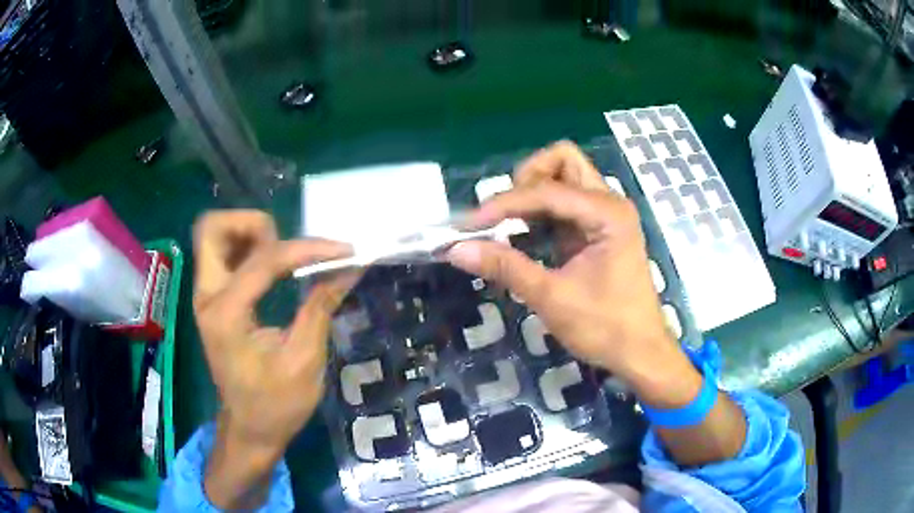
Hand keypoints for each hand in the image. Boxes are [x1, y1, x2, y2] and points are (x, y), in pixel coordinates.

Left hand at [193, 210, 356, 508]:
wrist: (249, 429)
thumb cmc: (276, 404)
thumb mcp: (305, 360)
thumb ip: (321, 306)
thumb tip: (349, 267)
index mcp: (227, 314)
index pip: (265, 260)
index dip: (308, 249)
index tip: (344, 251)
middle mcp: (207, 297)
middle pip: (212, 228)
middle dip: (253, 225)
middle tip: (286, 247)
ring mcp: (205, 297)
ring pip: (214, 236)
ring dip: (249, 234)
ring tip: (283, 257)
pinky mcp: (212, 301)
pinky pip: (222, 255)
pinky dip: (247, 249)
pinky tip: (272, 268)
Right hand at [447, 142, 699, 404]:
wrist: (639, 353)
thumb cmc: (605, 327)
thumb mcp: (552, 298)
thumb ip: (506, 267)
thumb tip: (456, 250)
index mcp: (607, 213)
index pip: (546, 191)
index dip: (504, 204)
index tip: (469, 225)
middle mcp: (608, 203)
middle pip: (562, 161)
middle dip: (527, 179)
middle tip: (503, 214)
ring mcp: (603, 216)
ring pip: (563, 178)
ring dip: (531, 195)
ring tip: (506, 225)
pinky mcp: (596, 231)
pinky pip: (563, 205)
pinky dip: (538, 213)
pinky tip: (521, 237)